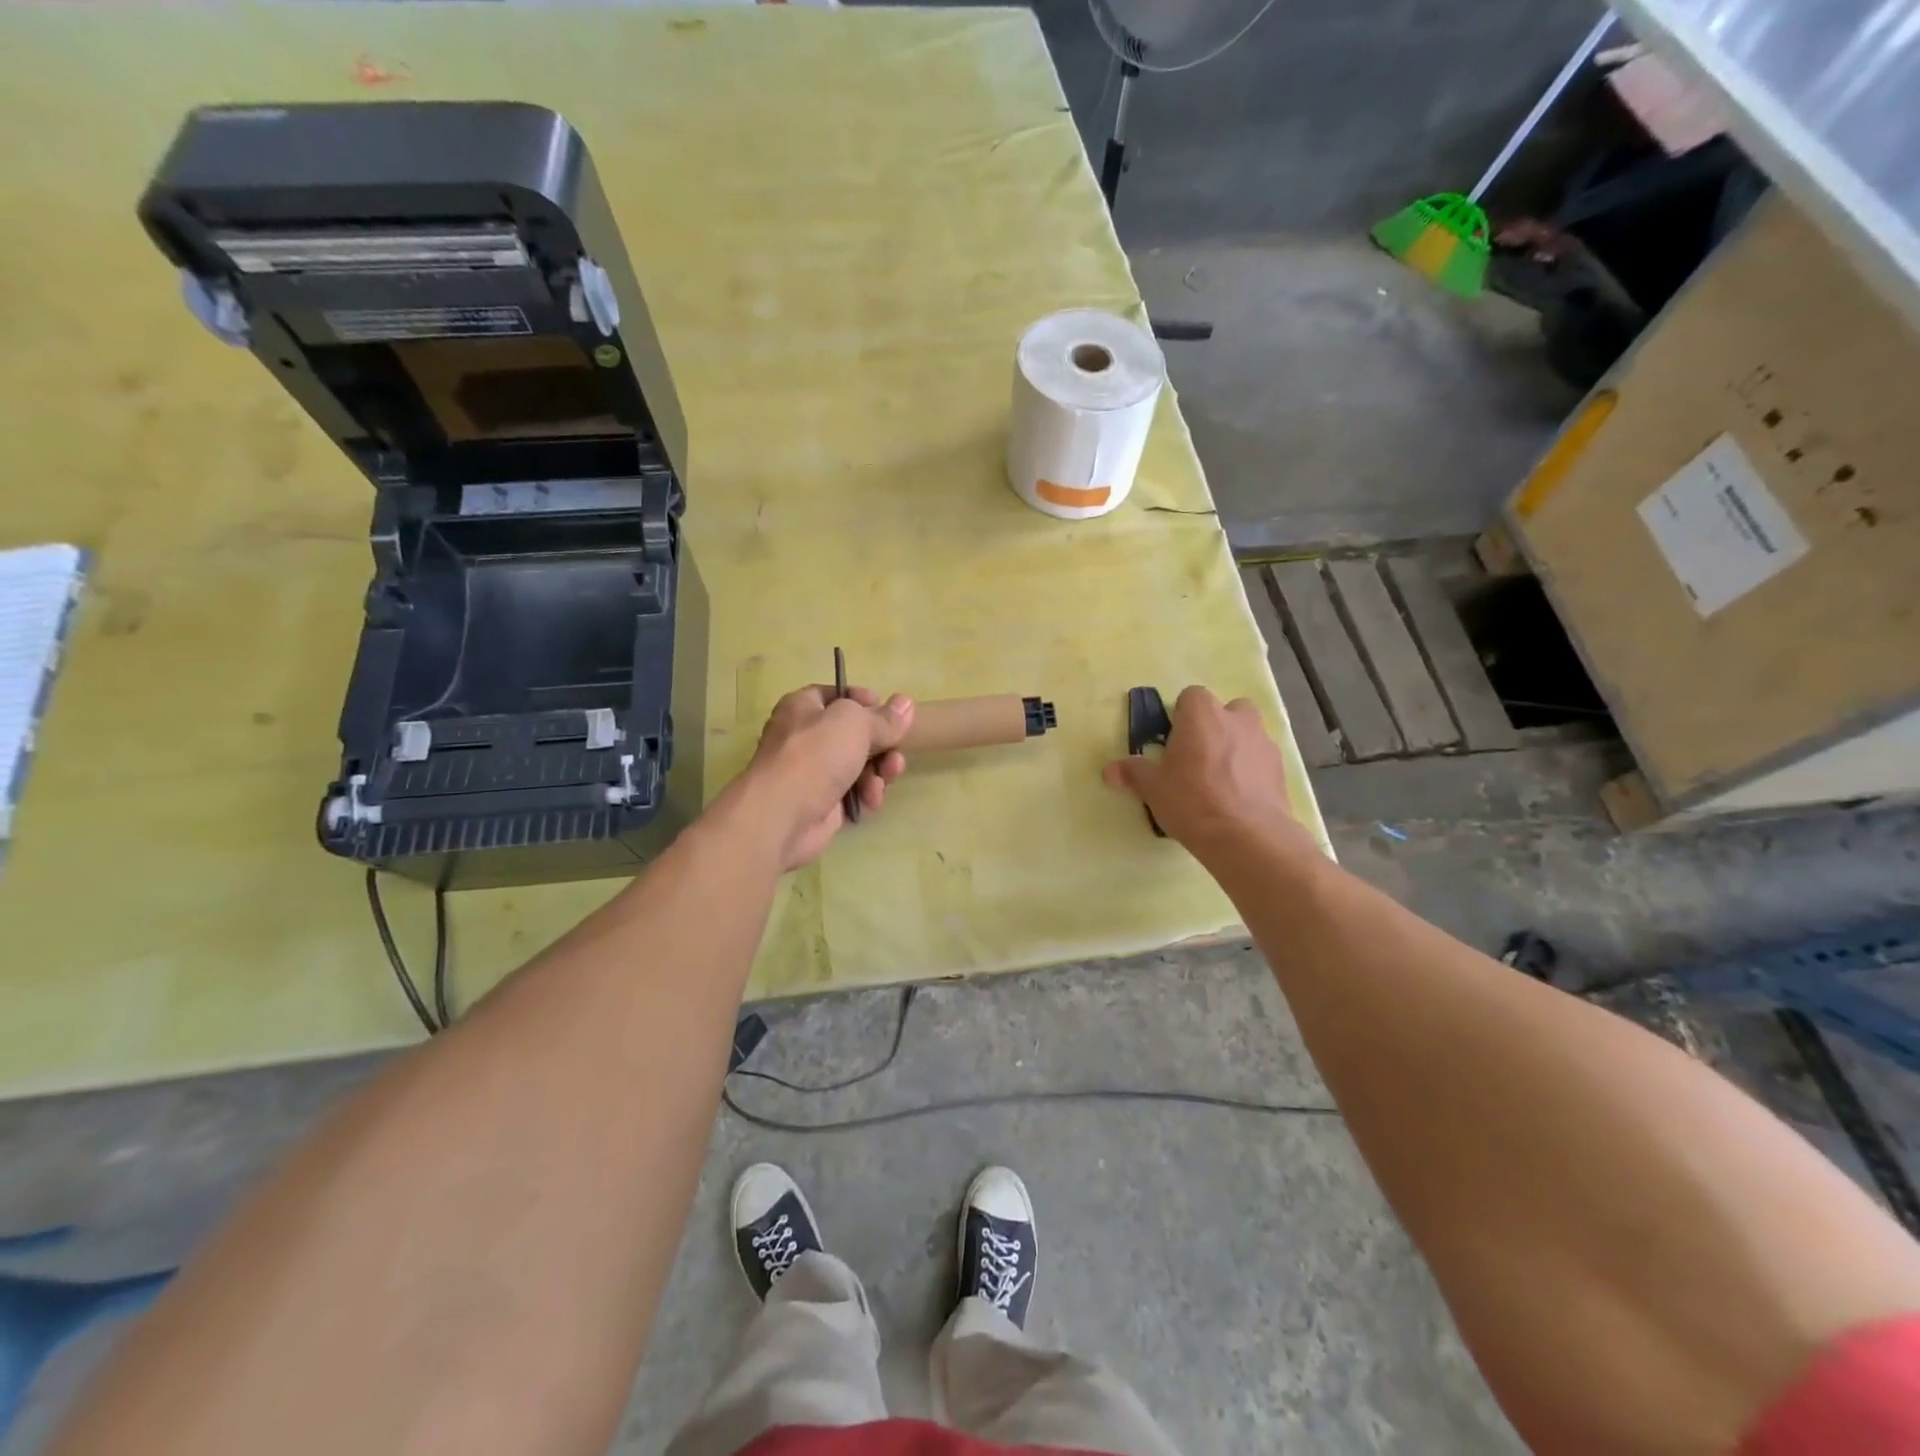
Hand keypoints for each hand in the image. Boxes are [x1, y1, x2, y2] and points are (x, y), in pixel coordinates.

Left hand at [742, 685, 913, 870]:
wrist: (783, 815)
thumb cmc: (815, 755)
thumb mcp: (855, 723)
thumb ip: (883, 717)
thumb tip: (906, 704)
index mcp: (804, 707)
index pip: (837, 695)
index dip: (864, 700)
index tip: (889, 712)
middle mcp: (806, 737)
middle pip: (855, 734)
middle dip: (882, 744)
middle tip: (895, 752)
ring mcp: (814, 772)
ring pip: (859, 765)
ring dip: (879, 771)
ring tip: (886, 778)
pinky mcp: (823, 803)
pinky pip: (855, 793)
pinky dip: (866, 794)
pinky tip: (871, 800)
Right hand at [1102, 686, 1313, 860]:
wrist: (1248, 836)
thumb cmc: (1192, 801)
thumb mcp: (1153, 789)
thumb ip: (1134, 773)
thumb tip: (1110, 770)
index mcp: (1202, 715)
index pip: (1191, 696)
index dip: (1182, 717)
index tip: (1174, 742)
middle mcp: (1236, 719)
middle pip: (1226, 710)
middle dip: (1214, 727)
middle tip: (1198, 758)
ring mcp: (1263, 742)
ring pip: (1247, 734)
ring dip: (1236, 747)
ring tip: (1221, 781)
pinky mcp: (1281, 768)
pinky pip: (1261, 760)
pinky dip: (1252, 770)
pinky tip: (1240, 798)